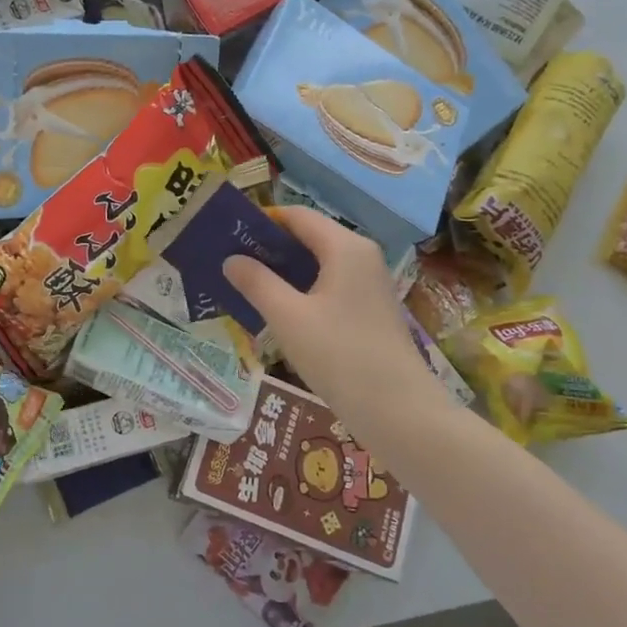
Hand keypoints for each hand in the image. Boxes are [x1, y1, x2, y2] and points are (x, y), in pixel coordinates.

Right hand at [224, 207, 450, 445]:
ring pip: (319, 263)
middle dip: (269, 247)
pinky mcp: (370, 309)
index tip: (228, 234)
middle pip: (309, 237)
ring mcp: (369, 283)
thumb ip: (257, 282)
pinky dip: (302, 289)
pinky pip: (329, 285)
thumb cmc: (339, 355)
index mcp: (344, 247)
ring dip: (284, 271)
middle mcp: (361, 256)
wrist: (398, 410)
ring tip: (246, 285)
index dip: (261, 221)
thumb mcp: (288, 317)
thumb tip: (231, 259)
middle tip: (230, 261)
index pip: (297, 216)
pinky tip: (278, 310)